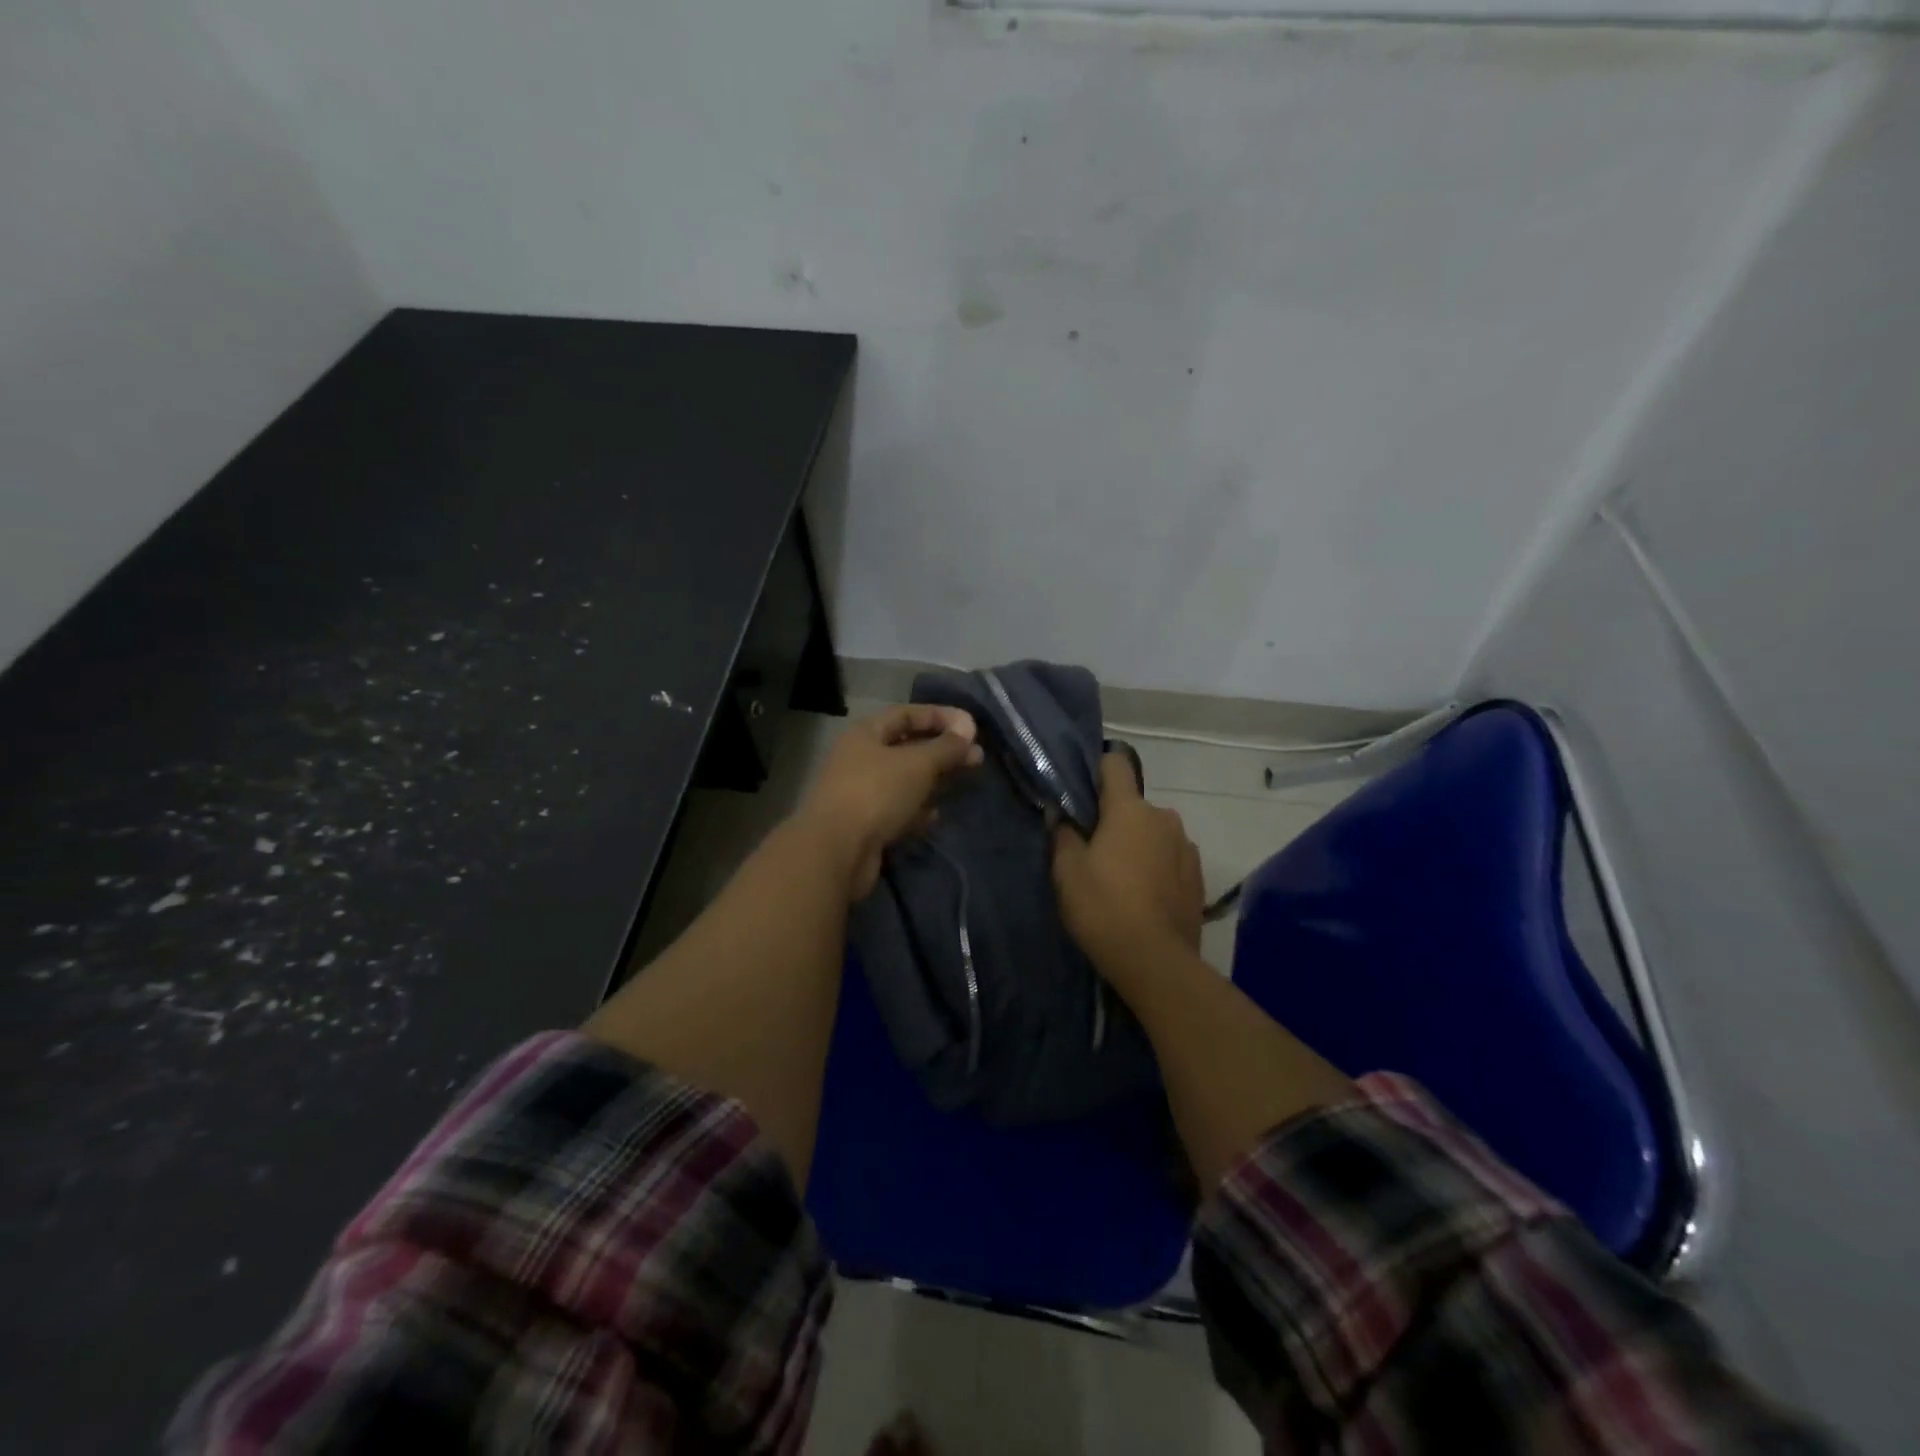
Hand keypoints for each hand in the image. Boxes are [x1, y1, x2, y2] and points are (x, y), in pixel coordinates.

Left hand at [796, 704, 982, 900]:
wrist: (837, 851)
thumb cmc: (877, 793)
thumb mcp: (918, 764)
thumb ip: (946, 747)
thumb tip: (968, 732)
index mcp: (865, 734)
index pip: (906, 714)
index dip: (939, 716)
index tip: (971, 727)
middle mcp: (860, 759)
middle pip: (906, 747)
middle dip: (941, 751)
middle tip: (975, 758)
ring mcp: (861, 793)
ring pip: (904, 781)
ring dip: (932, 782)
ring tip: (962, 784)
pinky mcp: (866, 825)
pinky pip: (898, 810)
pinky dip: (917, 811)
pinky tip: (934, 816)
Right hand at [1052, 752, 1203, 985]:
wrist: (1156, 962)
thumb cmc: (1103, 907)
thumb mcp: (1067, 871)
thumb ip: (1063, 834)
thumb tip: (1061, 815)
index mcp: (1130, 809)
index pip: (1115, 764)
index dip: (1097, 771)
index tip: (1081, 793)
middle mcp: (1164, 817)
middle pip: (1133, 804)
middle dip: (1114, 819)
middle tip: (1093, 851)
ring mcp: (1186, 847)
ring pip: (1153, 832)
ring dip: (1138, 844)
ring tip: (1121, 879)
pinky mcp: (1198, 876)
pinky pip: (1170, 857)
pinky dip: (1156, 866)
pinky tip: (1143, 896)